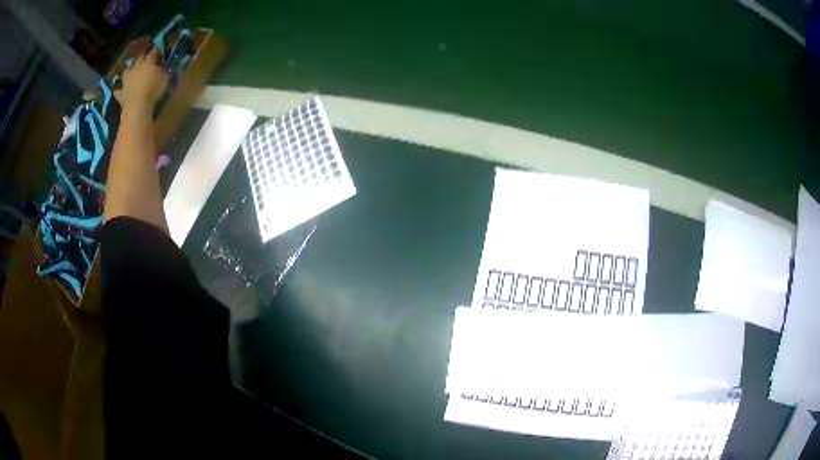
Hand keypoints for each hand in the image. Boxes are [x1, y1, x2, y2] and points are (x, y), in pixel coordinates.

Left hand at [114, 48, 168, 111]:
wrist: (137, 106)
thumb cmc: (153, 89)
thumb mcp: (165, 78)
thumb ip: (164, 71)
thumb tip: (164, 68)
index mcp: (148, 62)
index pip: (153, 53)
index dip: (156, 50)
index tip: (158, 48)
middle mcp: (136, 68)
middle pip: (139, 59)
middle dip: (142, 58)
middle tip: (144, 59)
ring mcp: (127, 80)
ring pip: (127, 71)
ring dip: (129, 71)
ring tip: (131, 72)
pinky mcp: (121, 94)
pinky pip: (119, 91)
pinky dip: (119, 91)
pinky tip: (119, 91)